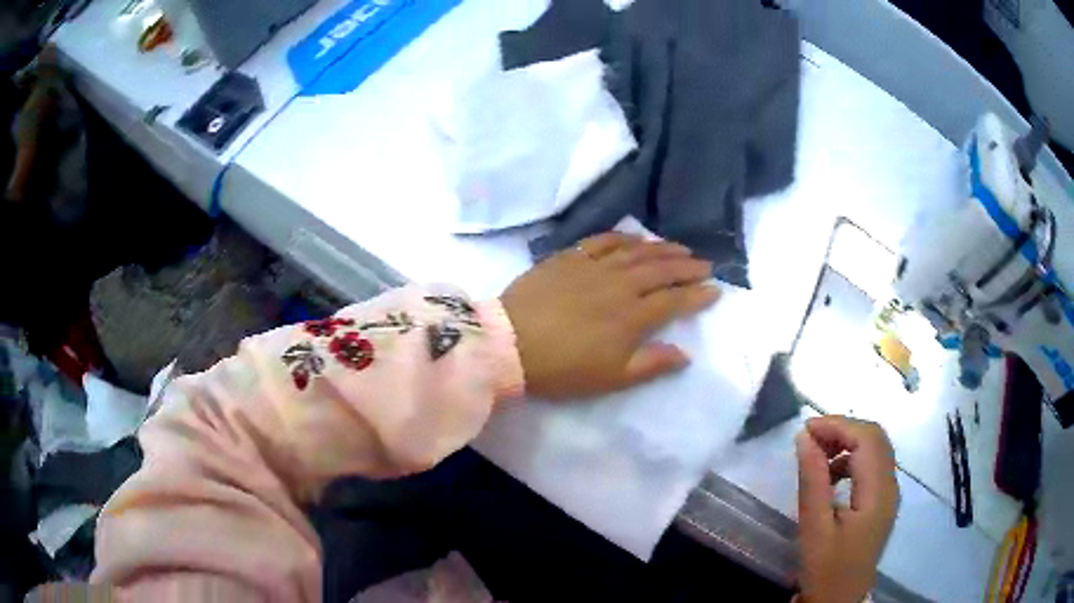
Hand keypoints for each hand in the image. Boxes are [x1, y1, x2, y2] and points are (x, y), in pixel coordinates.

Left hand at [501, 232, 719, 399]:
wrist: (509, 344)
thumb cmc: (562, 368)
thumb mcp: (611, 378)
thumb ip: (652, 364)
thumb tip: (685, 354)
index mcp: (632, 316)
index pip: (674, 300)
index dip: (697, 295)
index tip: (715, 290)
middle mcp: (619, 284)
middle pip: (661, 270)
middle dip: (687, 267)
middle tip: (705, 264)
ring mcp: (593, 267)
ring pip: (636, 251)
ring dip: (662, 248)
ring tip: (680, 248)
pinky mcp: (569, 257)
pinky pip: (602, 240)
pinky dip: (623, 237)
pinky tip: (635, 237)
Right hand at [796, 416, 899, 602]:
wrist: (839, 601)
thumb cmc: (826, 569)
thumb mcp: (814, 529)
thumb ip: (813, 481)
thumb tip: (804, 438)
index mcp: (879, 493)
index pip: (867, 439)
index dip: (838, 425)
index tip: (805, 430)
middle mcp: (891, 486)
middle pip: (875, 438)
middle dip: (843, 430)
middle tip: (809, 439)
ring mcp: (889, 493)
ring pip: (875, 449)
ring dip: (848, 442)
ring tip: (817, 455)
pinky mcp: (882, 501)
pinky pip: (872, 465)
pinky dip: (852, 458)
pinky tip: (831, 475)